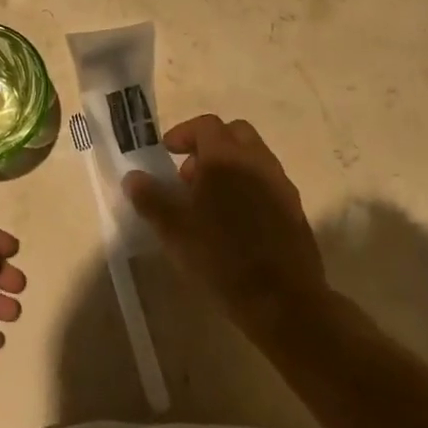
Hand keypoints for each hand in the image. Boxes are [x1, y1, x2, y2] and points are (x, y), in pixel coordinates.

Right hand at [123, 115, 326, 333]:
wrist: (283, 302)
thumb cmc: (221, 258)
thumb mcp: (174, 230)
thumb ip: (150, 198)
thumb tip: (133, 177)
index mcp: (226, 158)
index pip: (206, 125)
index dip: (184, 133)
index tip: (168, 152)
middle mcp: (257, 161)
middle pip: (235, 134)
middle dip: (210, 145)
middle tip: (190, 174)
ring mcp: (280, 184)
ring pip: (254, 157)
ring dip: (231, 166)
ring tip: (210, 201)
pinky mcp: (295, 209)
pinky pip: (268, 182)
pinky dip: (249, 187)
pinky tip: (235, 221)